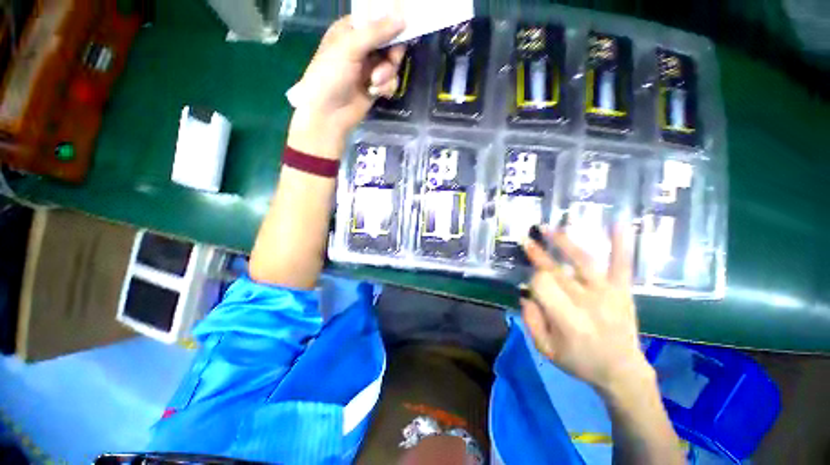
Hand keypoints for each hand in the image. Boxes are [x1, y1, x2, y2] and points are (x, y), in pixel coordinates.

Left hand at [287, 15, 405, 156]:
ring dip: (387, 74)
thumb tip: (403, 16)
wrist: (329, 113)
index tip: (404, 28)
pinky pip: (391, 81)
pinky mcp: (375, 86)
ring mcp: (370, 68)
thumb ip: (377, 32)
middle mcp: (362, 47)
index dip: (391, 23)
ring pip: (392, 64)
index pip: (377, 19)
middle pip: (390, 42)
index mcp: (352, 30)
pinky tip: (376, 92)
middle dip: (391, 54)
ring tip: (375, 83)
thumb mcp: (350, 47)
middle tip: (390, 60)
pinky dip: (386, 87)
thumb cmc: (331, 75)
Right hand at [521, 224, 652, 396]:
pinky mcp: (622, 291)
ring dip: (564, 242)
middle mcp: (586, 302)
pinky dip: (621, 245)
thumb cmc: (580, 361)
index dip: (532, 281)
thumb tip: (525, 293)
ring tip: (550, 228)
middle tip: (526, 239)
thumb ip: (530, 320)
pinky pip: (622, 265)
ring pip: (583, 262)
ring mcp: (607, 294)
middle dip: (538, 254)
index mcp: (566, 319)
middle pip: (556, 271)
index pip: (542, 285)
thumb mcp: (545, 349)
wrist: (622, 372)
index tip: (531, 284)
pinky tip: (618, 223)